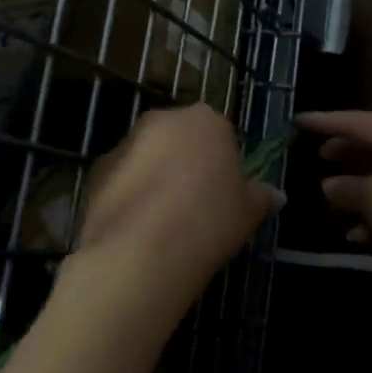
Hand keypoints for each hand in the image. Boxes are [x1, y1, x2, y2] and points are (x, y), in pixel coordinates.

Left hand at [71, 104, 280, 315]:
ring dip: (156, 177)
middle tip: (196, 205)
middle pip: (180, 138)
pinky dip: (130, 195)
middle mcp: (163, 120)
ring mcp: (125, 143)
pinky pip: (122, 179)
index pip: (220, 133)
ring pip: (148, 156)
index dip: (223, 163)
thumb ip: (261, 196)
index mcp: (206, 120)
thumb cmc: (208, 221)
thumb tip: (275, 194)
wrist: (141, 252)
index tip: (223, 193)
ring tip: (164, 223)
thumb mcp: (249, 212)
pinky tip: (138, 229)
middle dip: (186, 163)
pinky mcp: (96, 169)